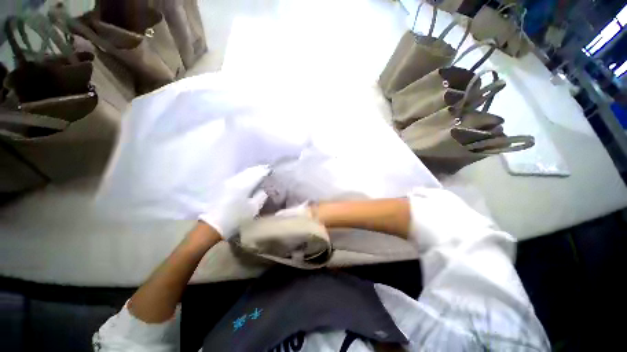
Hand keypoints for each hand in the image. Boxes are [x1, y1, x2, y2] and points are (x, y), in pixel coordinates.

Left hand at [199, 165, 269, 238]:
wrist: (213, 225)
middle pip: (251, 170)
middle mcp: (236, 179)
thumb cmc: (236, 218)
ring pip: (244, 172)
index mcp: (244, 185)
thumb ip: (262, 195)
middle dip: (260, 170)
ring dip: (253, 172)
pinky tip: (249, 179)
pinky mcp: (224, 184)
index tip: (273, 171)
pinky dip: (246, 175)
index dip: (266, 171)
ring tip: (260, 174)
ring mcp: (228, 181)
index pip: (258, 173)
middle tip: (268, 172)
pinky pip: (239, 175)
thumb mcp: (254, 208)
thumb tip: (267, 187)